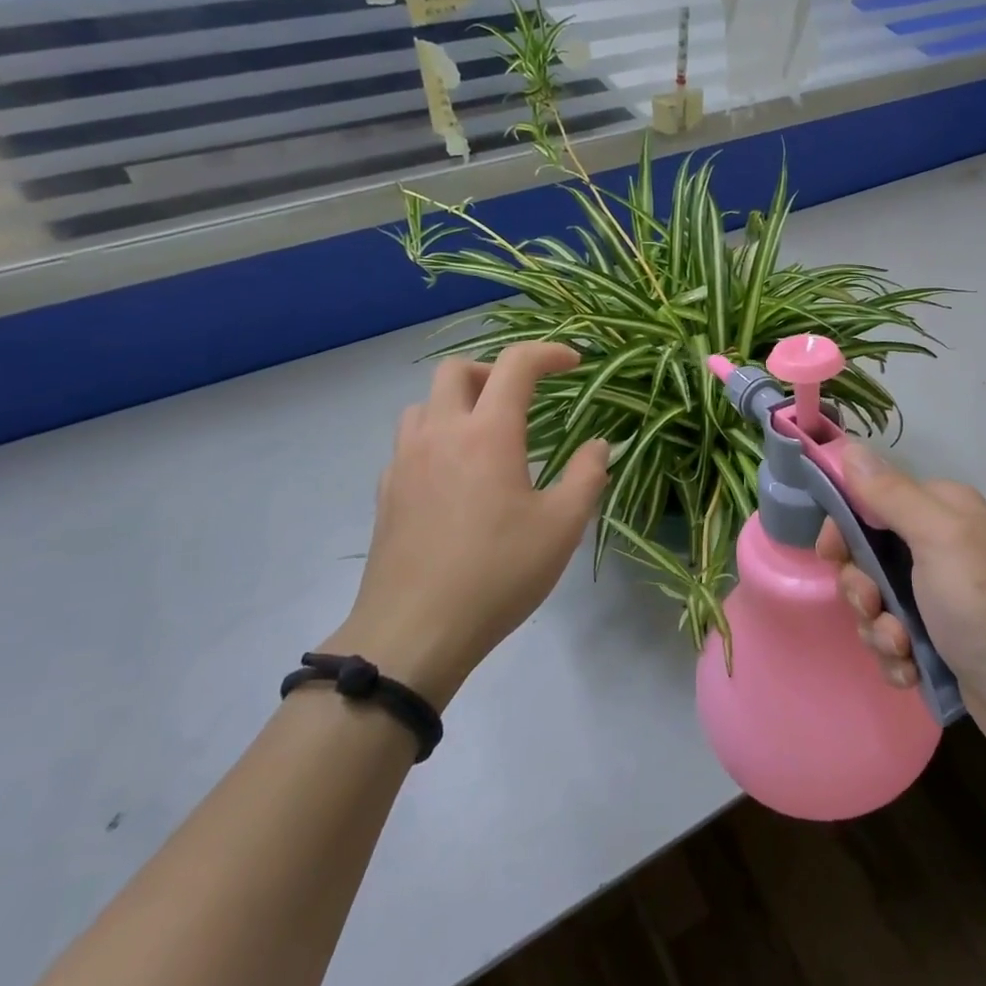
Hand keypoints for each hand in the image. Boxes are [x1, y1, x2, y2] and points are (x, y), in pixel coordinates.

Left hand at [324, 343, 609, 708]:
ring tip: (487, 434)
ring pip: (425, 403)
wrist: (414, 632)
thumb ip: (587, 476)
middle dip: (495, 371)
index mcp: (487, 433)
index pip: (515, 365)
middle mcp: (440, 433)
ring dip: (459, 402)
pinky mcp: (386, 492)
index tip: (574, 364)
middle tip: (523, 398)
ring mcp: (405, 461)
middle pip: (457, 370)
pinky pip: (409, 442)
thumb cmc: (498, 573)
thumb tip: (599, 446)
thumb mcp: (562, 526)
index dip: (548, 354)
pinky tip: (455, 476)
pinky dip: (436, 437)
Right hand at [822, 445, 985, 772]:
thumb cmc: (985, 605)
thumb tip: (850, 446)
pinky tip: (911, 670)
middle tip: (875, 606)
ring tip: (902, 647)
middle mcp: (936, 546)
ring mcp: (936, 596)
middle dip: (861, 588)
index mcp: (938, 510)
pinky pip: (889, 639)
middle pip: (865, 555)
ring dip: (878, 628)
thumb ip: (890, 494)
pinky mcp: (935, 640)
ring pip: (873, 602)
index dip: (843, 526)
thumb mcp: (938, 538)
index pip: (868, 499)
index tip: (832, 554)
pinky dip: (894, 656)